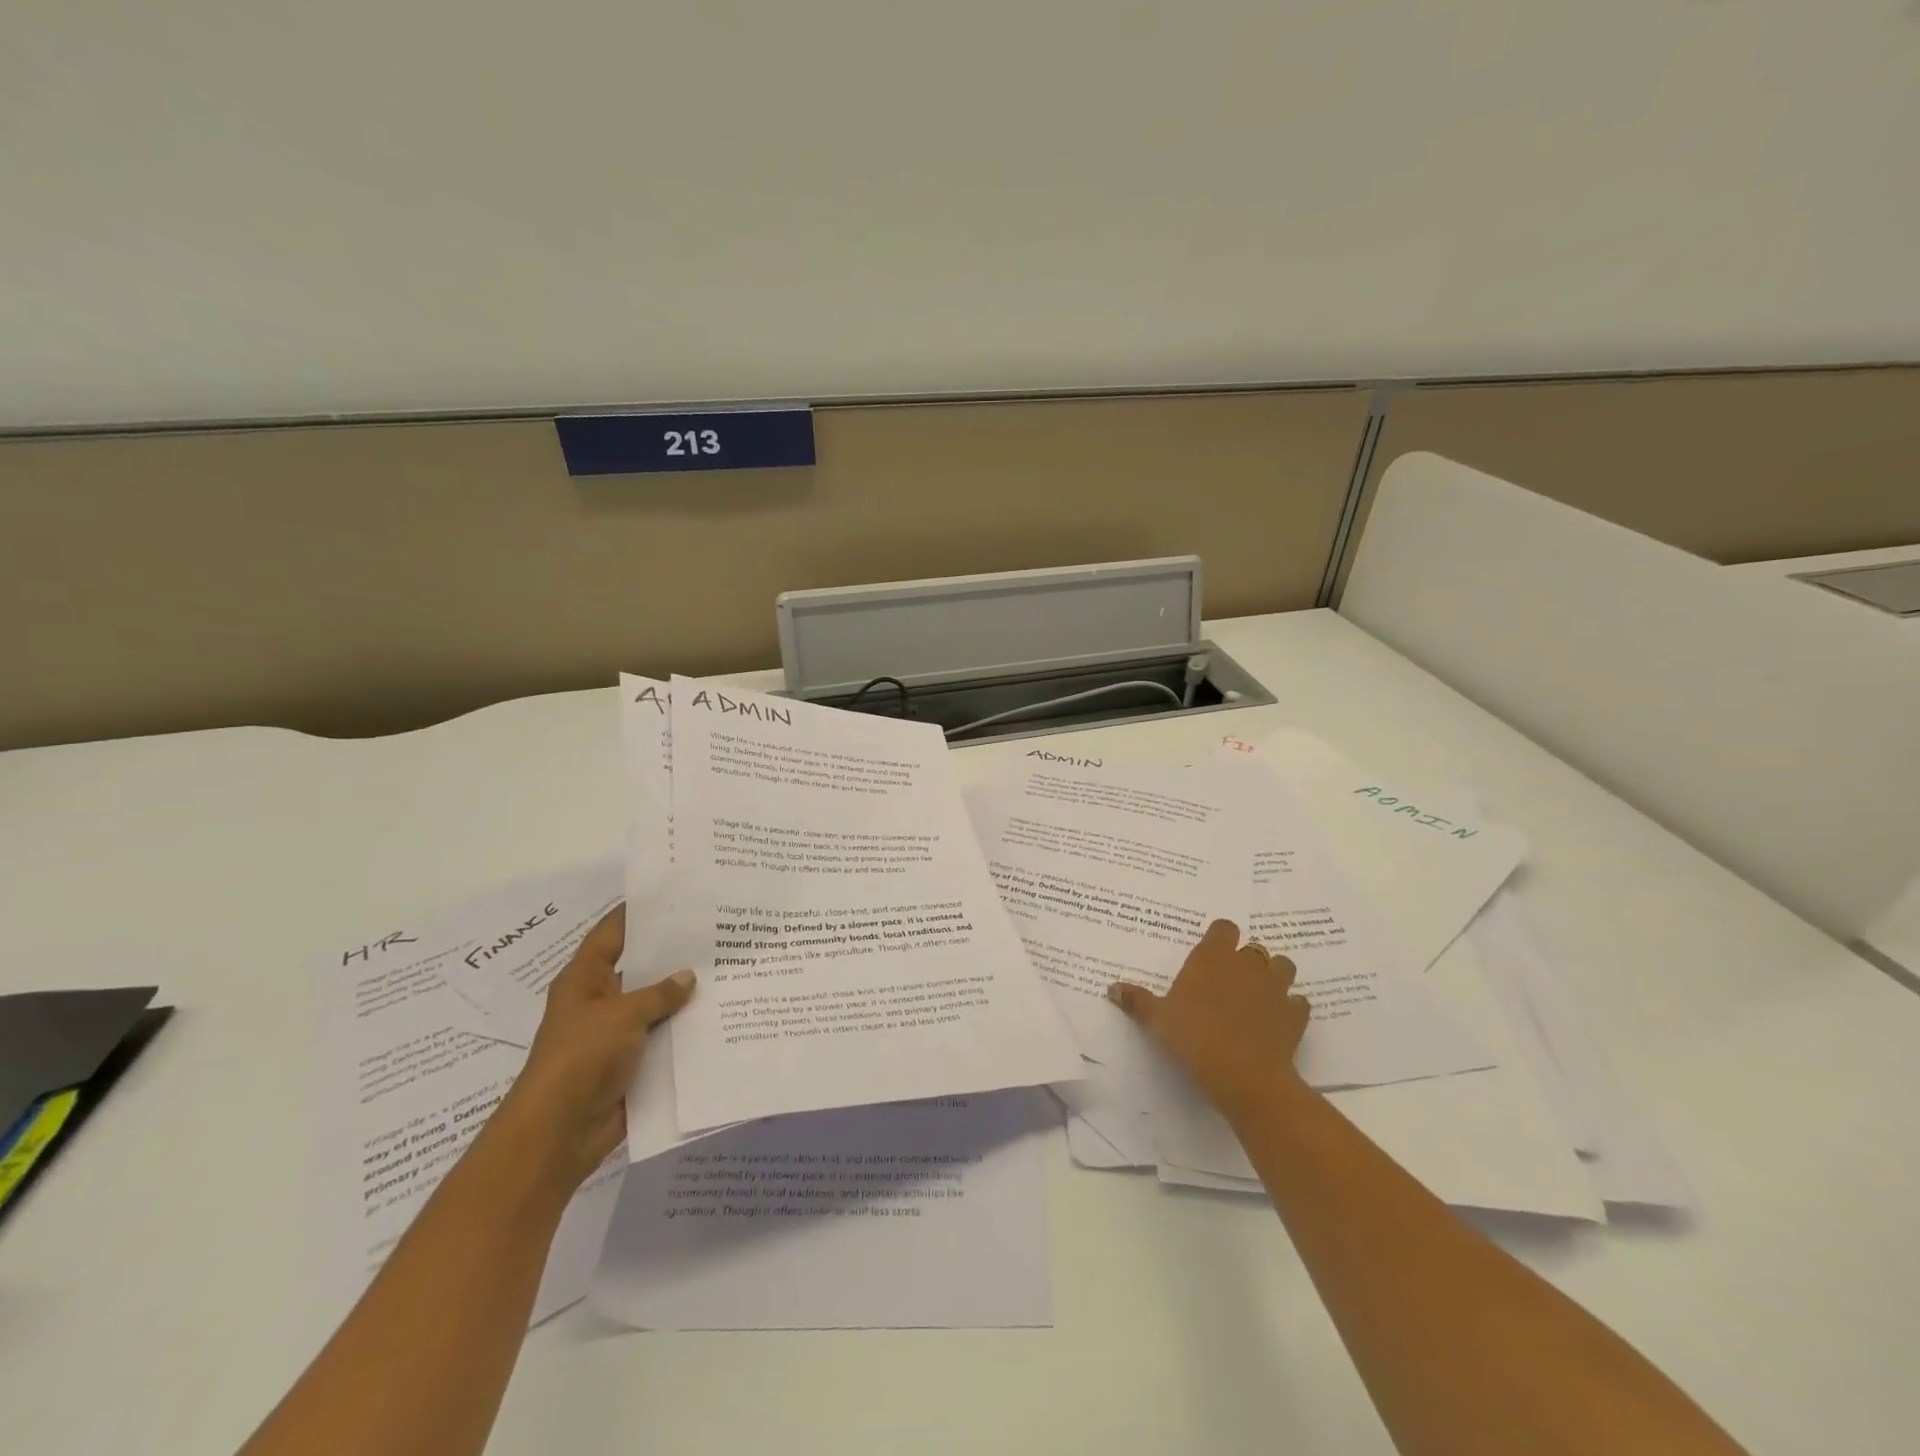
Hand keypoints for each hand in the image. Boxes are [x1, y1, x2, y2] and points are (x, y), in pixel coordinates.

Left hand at [494, 904, 694, 1192]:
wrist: (560, 1133)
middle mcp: (600, 1000)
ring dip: (684, 993)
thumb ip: (659, 993)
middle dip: (674, 952)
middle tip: (718, 929)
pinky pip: (663, 1036)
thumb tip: (688, 976)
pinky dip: (685, 1028)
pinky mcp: (632, 1061)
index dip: (641, 912)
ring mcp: (616, 1032)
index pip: (614, 932)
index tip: (678, 893)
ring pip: (656, 1003)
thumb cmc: (581, 1059)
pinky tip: (721, 1013)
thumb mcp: (622, 1015)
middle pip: (640, 966)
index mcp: (585, 978)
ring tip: (728, 967)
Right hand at [1108, 918, 1309, 1117]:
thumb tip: (1111, 987)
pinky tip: (1278, 1021)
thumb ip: (1136, 1000)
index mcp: (1213, 957)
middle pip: (1253, 947)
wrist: (1243, 1075)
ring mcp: (1275, 988)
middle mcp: (1246, 964)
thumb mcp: (1156, 1020)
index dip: (1219, 937)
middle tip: (1229, 980)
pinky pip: (1298, 1003)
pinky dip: (1290, 1008)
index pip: (1224, 928)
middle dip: (1245, 959)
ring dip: (1273, 976)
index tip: (1211, 953)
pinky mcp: (1295, 1015)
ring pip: (1283, 966)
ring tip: (1259, 994)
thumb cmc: (1193, 1038)